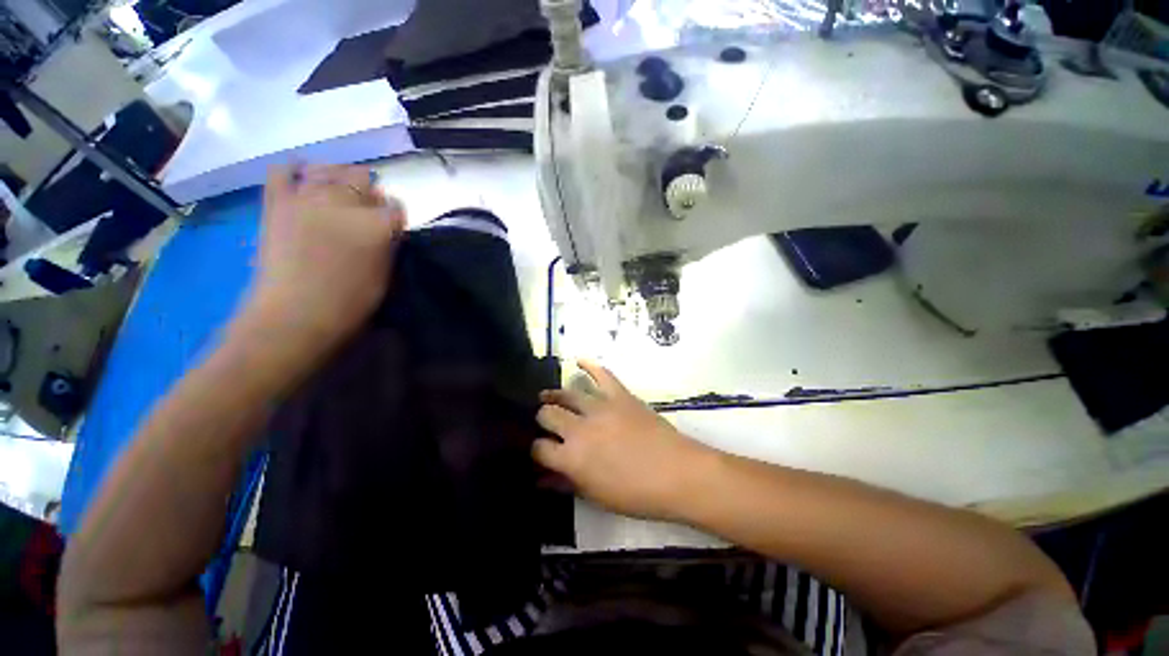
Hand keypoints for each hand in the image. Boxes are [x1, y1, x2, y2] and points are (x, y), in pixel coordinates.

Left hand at [242, 164, 405, 352]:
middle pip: (363, 178)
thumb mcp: (386, 274)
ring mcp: (307, 198)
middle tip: (365, 215)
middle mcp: (345, 202)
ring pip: (329, 169)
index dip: (393, 218)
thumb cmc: (351, 302)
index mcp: (377, 223)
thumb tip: (386, 230)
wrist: (295, 315)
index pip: (395, 206)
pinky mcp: (277, 202)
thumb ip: (389, 244)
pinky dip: (294, 169)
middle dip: (368, 195)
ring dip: (338, 178)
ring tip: (338, 195)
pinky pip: (282, 171)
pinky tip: (302, 176)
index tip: (390, 231)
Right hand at [533, 362, 713, 520]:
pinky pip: (601, 374)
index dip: (536, 449)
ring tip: (548, 396)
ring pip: (567, 394)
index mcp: (572, 458)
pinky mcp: (619, 395)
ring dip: (554, 395)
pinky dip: (589, 365)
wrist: (676, 473)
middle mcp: (579, 428)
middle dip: (542, 419)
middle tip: (547, 423)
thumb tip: (542, 479)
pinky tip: (578, 360)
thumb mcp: (596, 496)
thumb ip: (566, 484)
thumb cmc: (636, 494)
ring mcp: (600, 407)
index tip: (540, 450)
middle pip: (547, 415)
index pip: (539, 448)